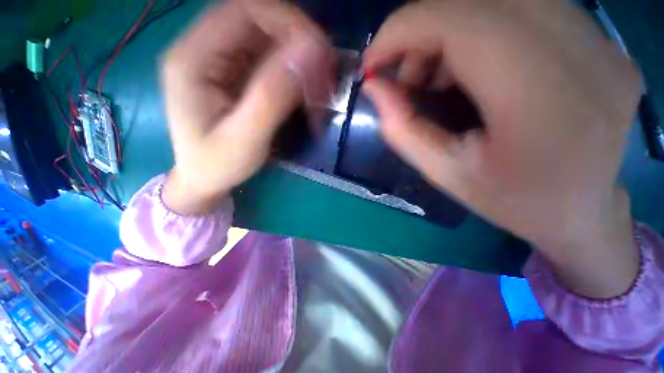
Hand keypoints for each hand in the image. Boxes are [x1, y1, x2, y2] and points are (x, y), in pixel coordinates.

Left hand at [161, 0, 331, 214]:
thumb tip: (309, 53)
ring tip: (318, 89)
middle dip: (298, 43)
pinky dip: (294, 74)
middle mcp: (204, 49)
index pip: (244, 10)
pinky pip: (270, 62)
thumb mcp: (246, 138)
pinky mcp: (235, 76)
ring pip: (268, 41)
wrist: (205, 179)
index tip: (320, 53)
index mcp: (193, 58)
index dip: (287, 22)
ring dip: (299, 60)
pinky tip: (305, 94)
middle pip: (259, 21)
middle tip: (324, 76)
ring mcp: (221, 61)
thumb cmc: (218, 165)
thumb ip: (273, 96)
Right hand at [363, 0, 641, 297]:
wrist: (582, 212)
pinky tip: (469, 66)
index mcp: (544, 101)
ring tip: (435, 74)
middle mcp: (586, 55)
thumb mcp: (443, 173)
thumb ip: (401, 128)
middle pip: (480, 1)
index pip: (463, 23)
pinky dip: (479, 27)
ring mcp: (601, 42)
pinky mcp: (602, 41)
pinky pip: (524, 8)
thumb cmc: (511, 202)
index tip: (373, 57)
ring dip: (449, 28)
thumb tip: (374, 86)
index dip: (405, 29)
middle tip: (403, 72)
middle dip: (422, 29)